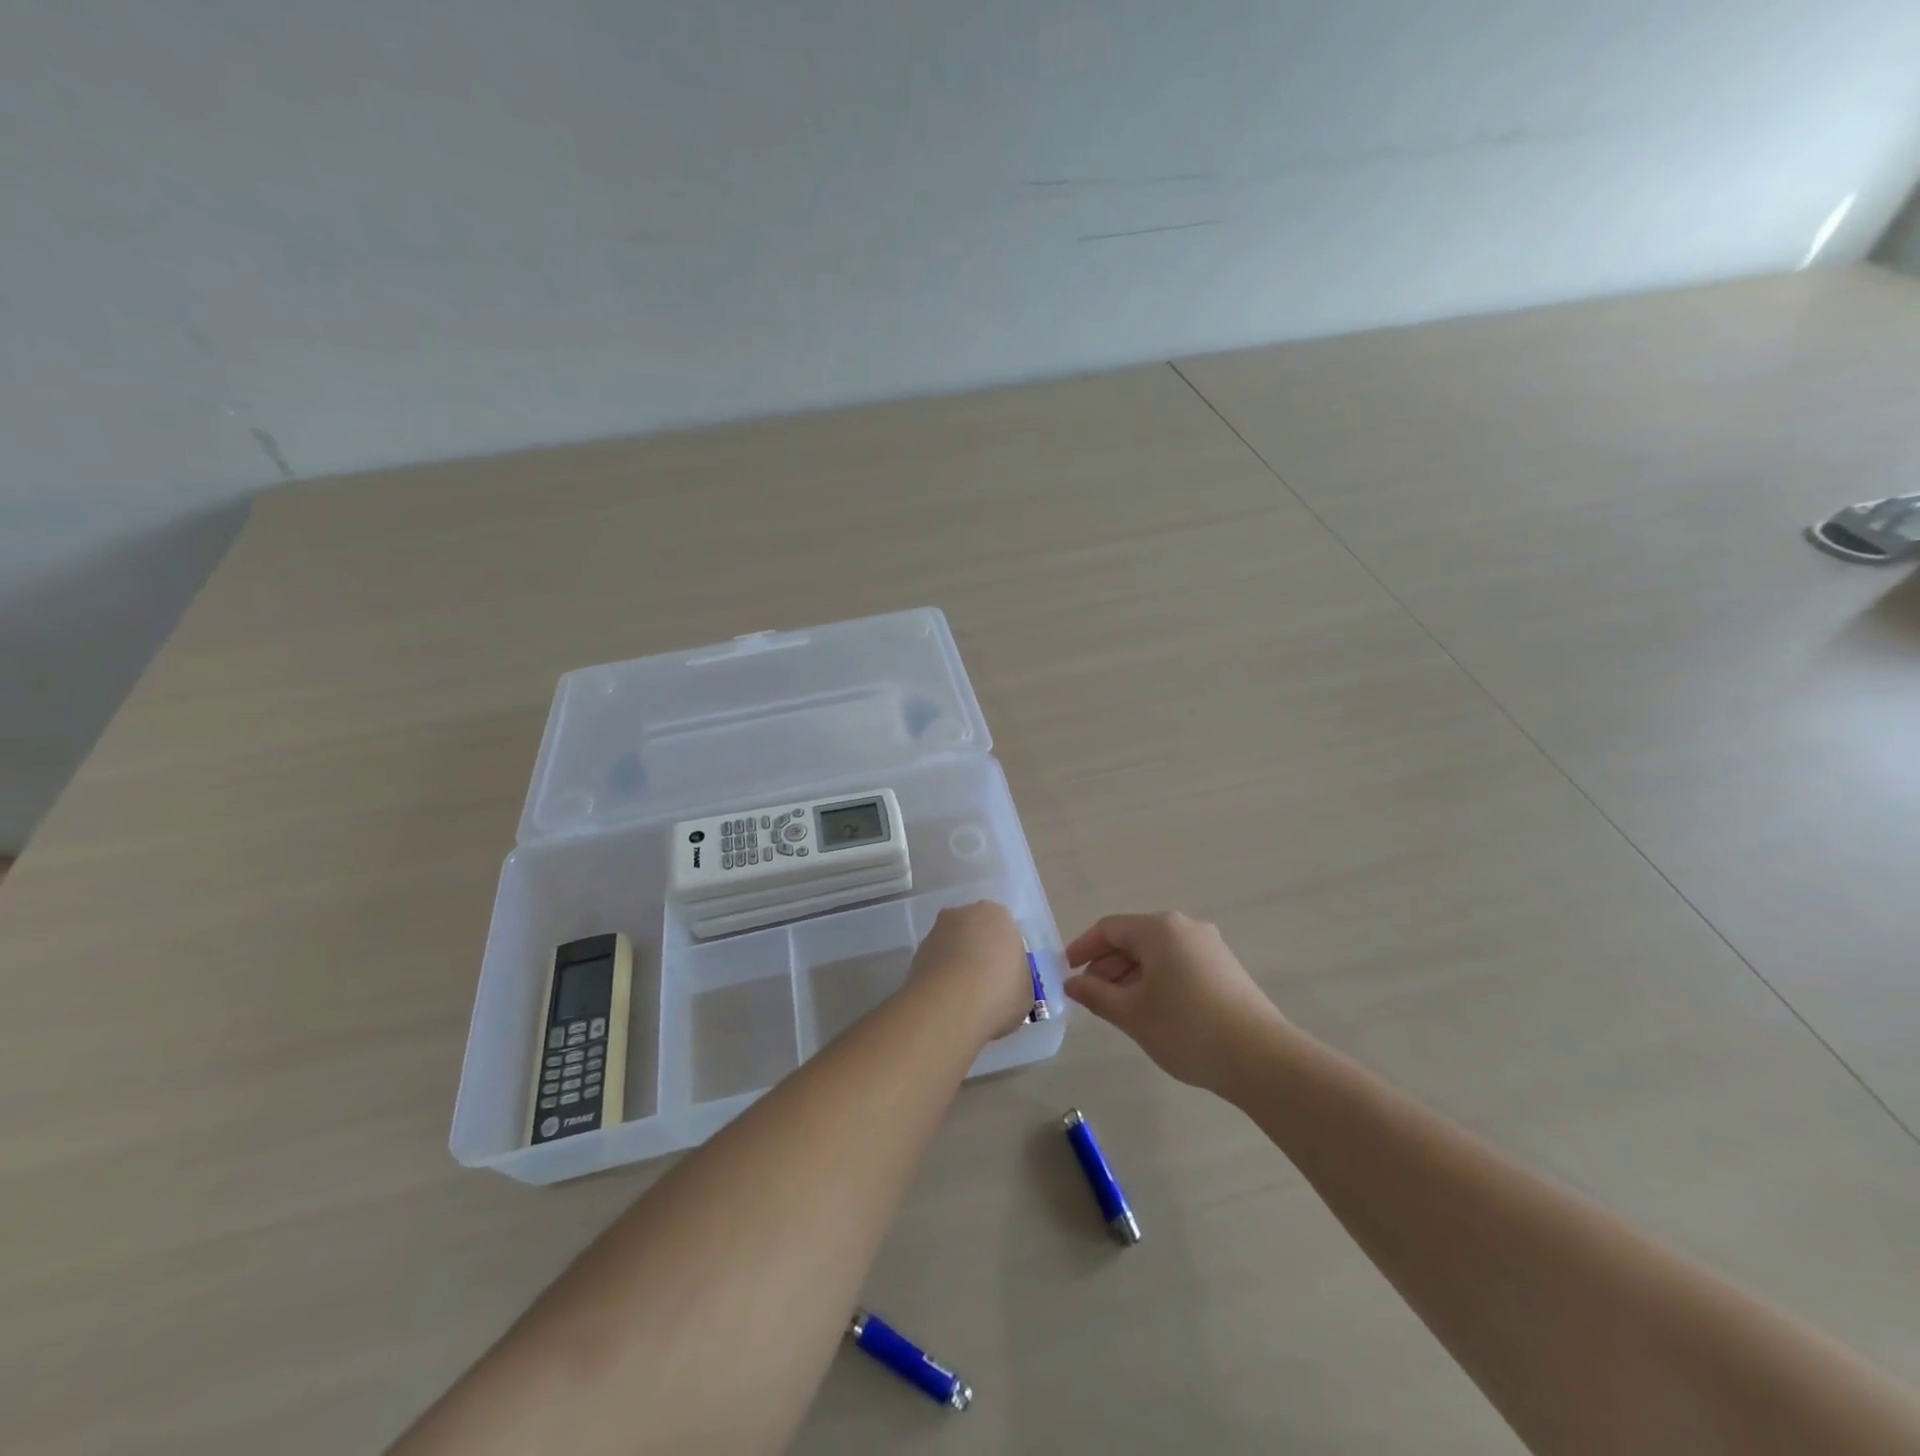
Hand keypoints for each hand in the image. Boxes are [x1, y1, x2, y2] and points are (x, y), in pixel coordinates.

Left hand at [907, 901, 1034, 1041]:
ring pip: (953, 945)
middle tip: (985, 986)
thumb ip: (1017, 979)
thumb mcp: (1026, 991)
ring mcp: (937, 930)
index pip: (1005, 931)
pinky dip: (940, 976)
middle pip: (976, 932)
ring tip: (963, 998)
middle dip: (979, 953)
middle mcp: (965, 913)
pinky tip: (946, 1000)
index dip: (1006, 956)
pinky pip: (936, 962)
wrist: (949, 1006)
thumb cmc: (999, 993)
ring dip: (957, 963)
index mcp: (998, 915)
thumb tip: (1007, 984)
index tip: (1006, 980)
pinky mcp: (916, 951)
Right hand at [1065, 912, 1286, 1091]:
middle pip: (1133, 938)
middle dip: (1106, 964)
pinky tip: (1151, 1009)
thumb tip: (1072, 983)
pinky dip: (1155, 979)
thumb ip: (1096, 994)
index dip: (1083, 948)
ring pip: (1156, 953)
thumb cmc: (1186, 1028)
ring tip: (1116, 1007)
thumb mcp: (1132, 1013)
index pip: (1109, 929)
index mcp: (1159, 929)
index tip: (1066, 971)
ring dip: (1130, 974)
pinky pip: (1177, 963)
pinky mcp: (1224, 968)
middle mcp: (1185, 927)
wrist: (1261, 1058)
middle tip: (1088, 995)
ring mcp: (1209, 946)